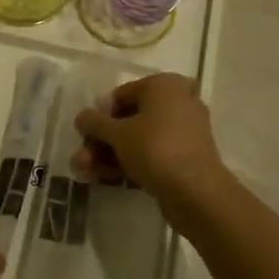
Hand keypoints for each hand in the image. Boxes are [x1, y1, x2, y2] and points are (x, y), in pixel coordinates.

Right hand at [73, 73, 228, 219]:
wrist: (196, 193)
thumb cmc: (155, 149)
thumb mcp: (118, 134)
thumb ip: (95, 123)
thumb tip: (81, 117)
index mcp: (164, 85)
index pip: (121, 95)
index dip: (100, 116)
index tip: (84, 135)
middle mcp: (178, 102)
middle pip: (129, 119)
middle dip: (102, 141)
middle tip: (82, 159)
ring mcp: (184, 131)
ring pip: (139, 139)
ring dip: (110, 155)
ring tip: (86, 172)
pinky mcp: (186, 157)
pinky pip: (152, 154)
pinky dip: (130, 163)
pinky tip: (105, 178)